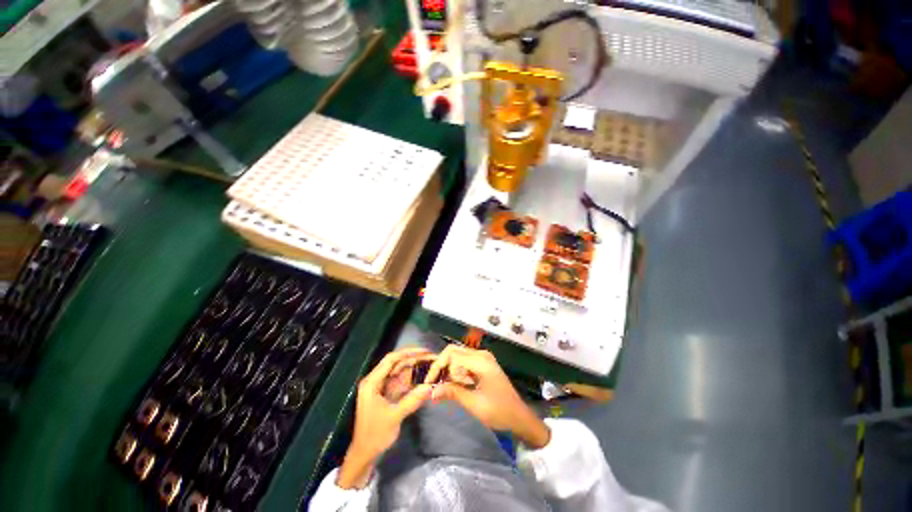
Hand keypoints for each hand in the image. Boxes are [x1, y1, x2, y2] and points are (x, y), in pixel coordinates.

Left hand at [337, 348, 433, 488]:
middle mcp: (375, 380)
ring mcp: (380, 387)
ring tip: (428, 364)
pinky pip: (399, 380)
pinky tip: (421, 376)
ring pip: (398, 371)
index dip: (408, 353)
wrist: (364, 454)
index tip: (424, 351)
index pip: (391, 360)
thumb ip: (412, 400)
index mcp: (372, 382)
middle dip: (412, 358)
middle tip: (429, 357)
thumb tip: (430, 386)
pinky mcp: (385, 393)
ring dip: (412, 367)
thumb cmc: (375, 435)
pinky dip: (410, 378)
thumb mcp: (394, 417)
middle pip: (395, 363)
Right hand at [425, 345, 550, 448]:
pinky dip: (455, 372)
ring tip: (441, 387)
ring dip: (448, 370)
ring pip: (457, 356)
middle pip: (453, 351)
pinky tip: (452, 385)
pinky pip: (464, 362)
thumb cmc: (499, 411)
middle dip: (441, 366)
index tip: (429, 383)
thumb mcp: (474, 404)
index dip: (438, 366)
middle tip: (433, 384)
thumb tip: (431, 391)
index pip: (452, 354)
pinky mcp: (482, 364)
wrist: (519, 417)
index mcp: (481, 361)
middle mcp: (481, 354)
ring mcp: (483, 358)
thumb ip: (453, 393)